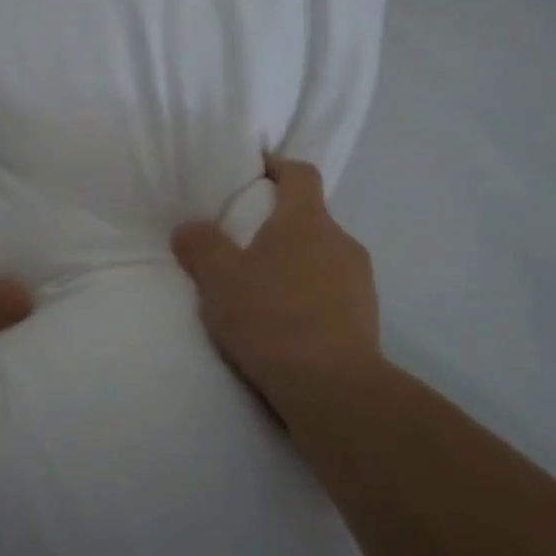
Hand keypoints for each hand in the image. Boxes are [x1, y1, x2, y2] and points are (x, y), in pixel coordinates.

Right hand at [172, 154, 380, 428]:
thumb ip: (201, 246)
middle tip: (245, 242)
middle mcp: (340, 240)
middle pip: (310, 216)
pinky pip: (333, 290)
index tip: (255, 170)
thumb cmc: (272, 318)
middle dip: (279, 223)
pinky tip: (286, 323)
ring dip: (296, 262)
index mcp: (307, 220)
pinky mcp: (367, 317)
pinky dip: (311, 295)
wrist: (333, 389)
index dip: (278, 166)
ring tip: (263, 288)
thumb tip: (188, 228)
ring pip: (323, 255)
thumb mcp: (219, 280)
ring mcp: (360, 280)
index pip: (300, 173)